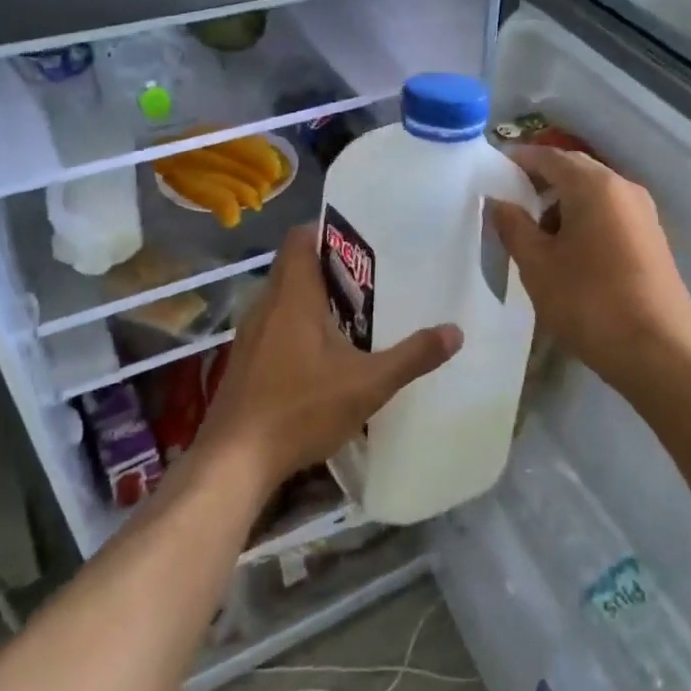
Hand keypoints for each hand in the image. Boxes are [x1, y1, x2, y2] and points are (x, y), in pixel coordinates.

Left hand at [193, 226, 461, 490]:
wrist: (234, 461)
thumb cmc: (301, 409)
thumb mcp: (368, 384)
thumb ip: (412, 356)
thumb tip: (455, 331)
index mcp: (293, 295)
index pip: (300, 238)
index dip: (327, 229)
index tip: (361, 237)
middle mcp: (267, 305)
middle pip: (294, 266)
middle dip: (330, 266)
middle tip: (370, 275)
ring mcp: (250, 334)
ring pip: (283, 297)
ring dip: (314, 297)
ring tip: (354, 310)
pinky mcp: (244, 361)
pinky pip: (274, 324)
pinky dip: (298, 324)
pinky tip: (323, 353)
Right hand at [487, 147, 690, 390]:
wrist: (658, 352)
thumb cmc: (589, 302)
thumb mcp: (538, 265)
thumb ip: (513, 227)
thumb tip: (499, 202)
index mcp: (594, 185)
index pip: (549, 157)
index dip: (519, 160)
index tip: (493, 170)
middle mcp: (623, 189)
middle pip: (575, 171)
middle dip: (541, 181)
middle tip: (510, 201)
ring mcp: (644, 214)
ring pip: (594, 195)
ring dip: (563, 204)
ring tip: (535, 234)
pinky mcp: (653, 240)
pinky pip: (610, 215)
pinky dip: (584, 220)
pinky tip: (568, 253)